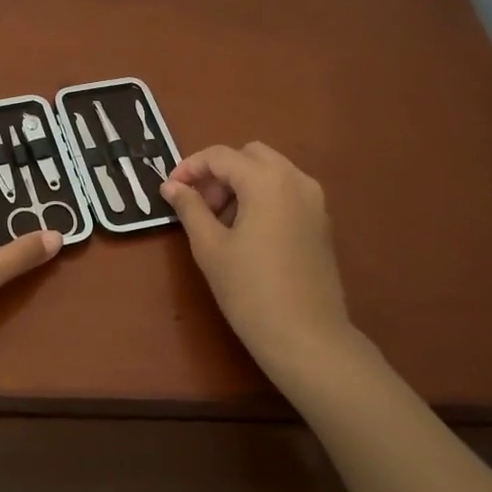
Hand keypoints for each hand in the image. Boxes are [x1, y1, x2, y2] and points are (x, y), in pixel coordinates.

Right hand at [160, 143, 361, 383]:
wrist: (306, 336)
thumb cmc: (250, 290)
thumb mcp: (210, 247)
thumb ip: (190, 208)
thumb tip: (172, 186)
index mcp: (267, 180)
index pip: (221, 155)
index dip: (190, 167)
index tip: (170, 189)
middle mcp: (296, 179)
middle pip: (250, 155)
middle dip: (219, 172)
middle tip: (199, 205)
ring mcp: (314, 200)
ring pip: (271, 172)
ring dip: (241, 183)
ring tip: (220, 222)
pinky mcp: (321, 221)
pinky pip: (286, 192)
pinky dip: (262, 197)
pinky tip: (246, 233)